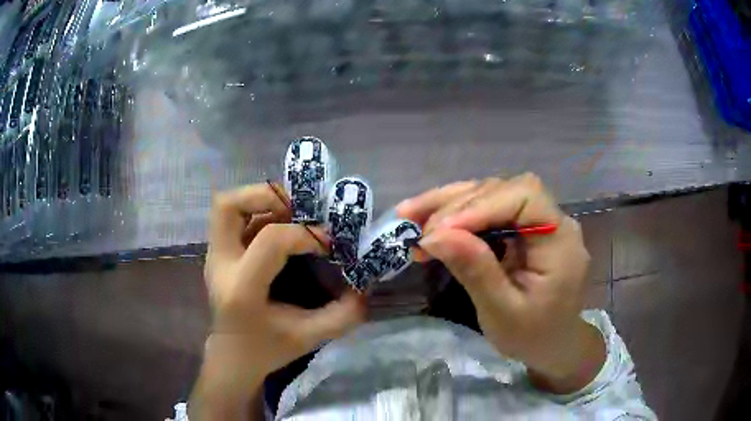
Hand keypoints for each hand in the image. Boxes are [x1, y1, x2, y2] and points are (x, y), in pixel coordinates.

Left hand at [190, 184, 365, 419]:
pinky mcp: (218, 253)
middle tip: (298, 207)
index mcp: (242, 288)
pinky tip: (282, 227)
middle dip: (266, 195)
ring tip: (292, 211)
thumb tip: (366, 289)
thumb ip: (342, 316)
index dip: (305, 235)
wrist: (232, 357)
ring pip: (227, 205)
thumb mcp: (309, 338)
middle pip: (228, 205)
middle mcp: (221, 264)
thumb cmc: (266, 349)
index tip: (328, 245)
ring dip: (262, 200)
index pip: (270, 240)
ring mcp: (215, 256)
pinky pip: (236, 218)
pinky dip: (260, 213)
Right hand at [398, 174, 603, 393]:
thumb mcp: (502, 312)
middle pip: (503, 190)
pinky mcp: (521, 228)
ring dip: (449, 204)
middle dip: (456, 204)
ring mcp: (536, 221)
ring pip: (491, 195)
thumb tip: (435, 235)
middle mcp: (552, 219)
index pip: (525, 197)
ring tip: (410, 216)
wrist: (551, 344)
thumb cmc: (533, 335)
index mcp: (560, 240)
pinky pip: (488, 210)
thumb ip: (475, 271)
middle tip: (415, 224)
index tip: (441, 229)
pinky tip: (430, 222)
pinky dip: (456, 215)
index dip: (483, 204)